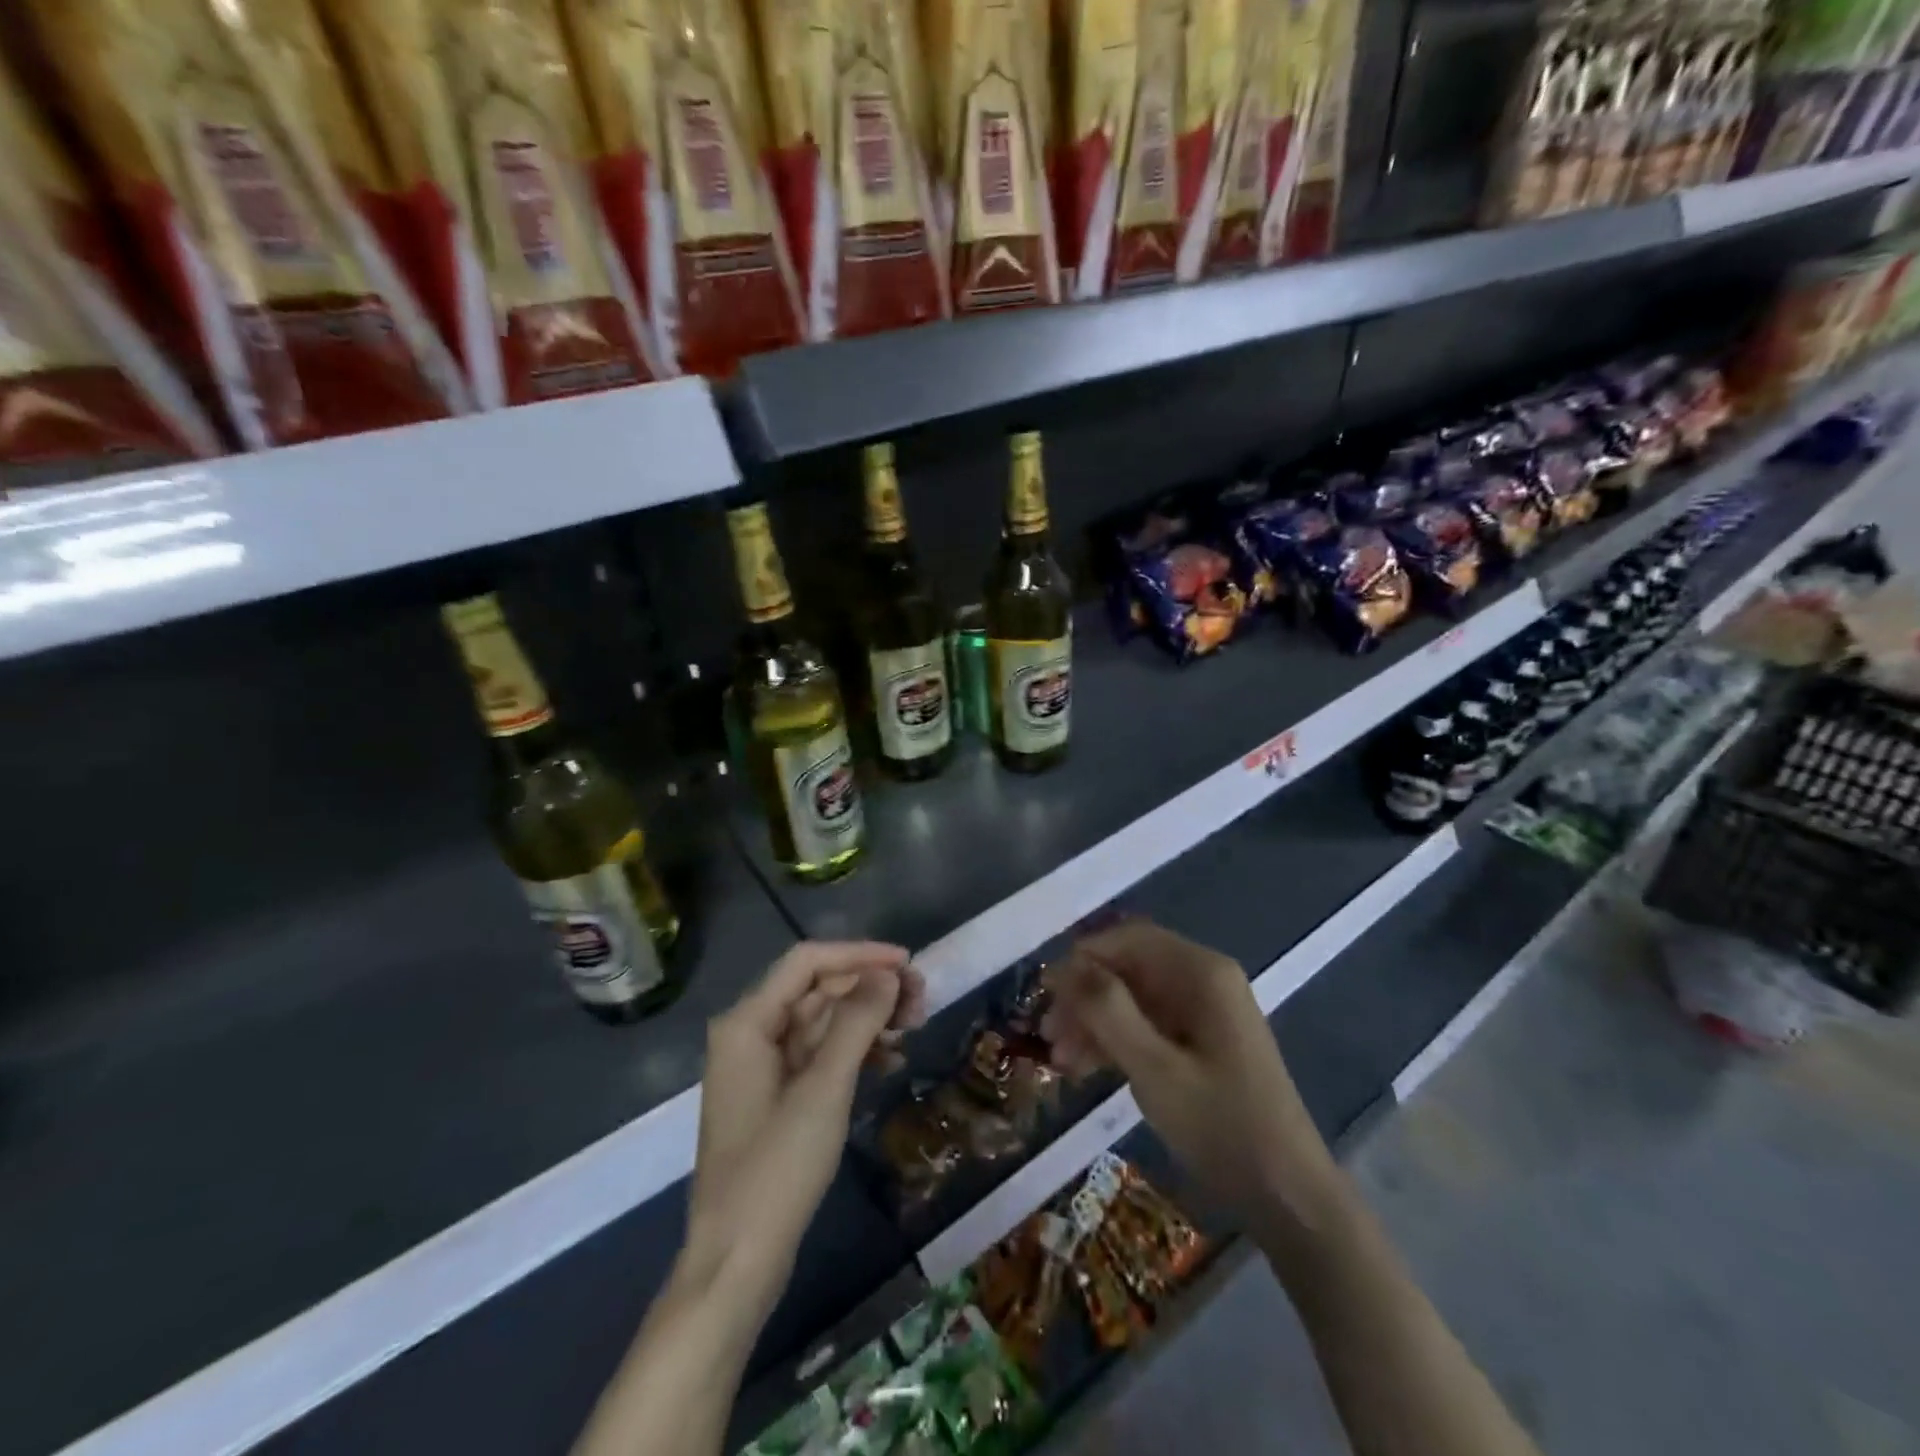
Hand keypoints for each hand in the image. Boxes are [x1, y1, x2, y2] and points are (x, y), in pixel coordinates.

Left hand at [683, 941, 924, 1314]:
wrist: (737, 1264)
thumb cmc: (776, 1170)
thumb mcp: (823, 1089)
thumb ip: (856, 1023)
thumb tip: (888, 974)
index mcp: (748, 1022)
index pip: (808, 962)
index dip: (859, 955)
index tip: (908, 964)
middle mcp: (751, 1034)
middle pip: (818, 990)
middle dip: (869, 989)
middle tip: (921, 1001)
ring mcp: (764, 1068)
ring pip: (824, 1023)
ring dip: (868, 1020)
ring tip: (914, 1029)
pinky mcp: (778, 1098)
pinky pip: (821, 1056)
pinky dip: (856, 1053)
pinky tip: (891, 1063)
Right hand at [1041, 919, 1338, 1229]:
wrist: (1288, 1197)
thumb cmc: (1222, 1126)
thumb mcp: (1155, 1068)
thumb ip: (1107, 1010)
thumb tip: (1065, 965)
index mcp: (1200, 972)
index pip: (1127, 939)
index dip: (1082, 958)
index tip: (1045, 994)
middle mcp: (1202, 980)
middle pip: (1128, 967)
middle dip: (1084, 996)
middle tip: (1048, 1035)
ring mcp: (1202, 1011)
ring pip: (1132, 997)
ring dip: (1094, 1021)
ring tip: (1061, 1060)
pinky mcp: (1199, 1042)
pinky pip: (1146, 1024)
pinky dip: (1115, 1040)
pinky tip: (1085, 1067)